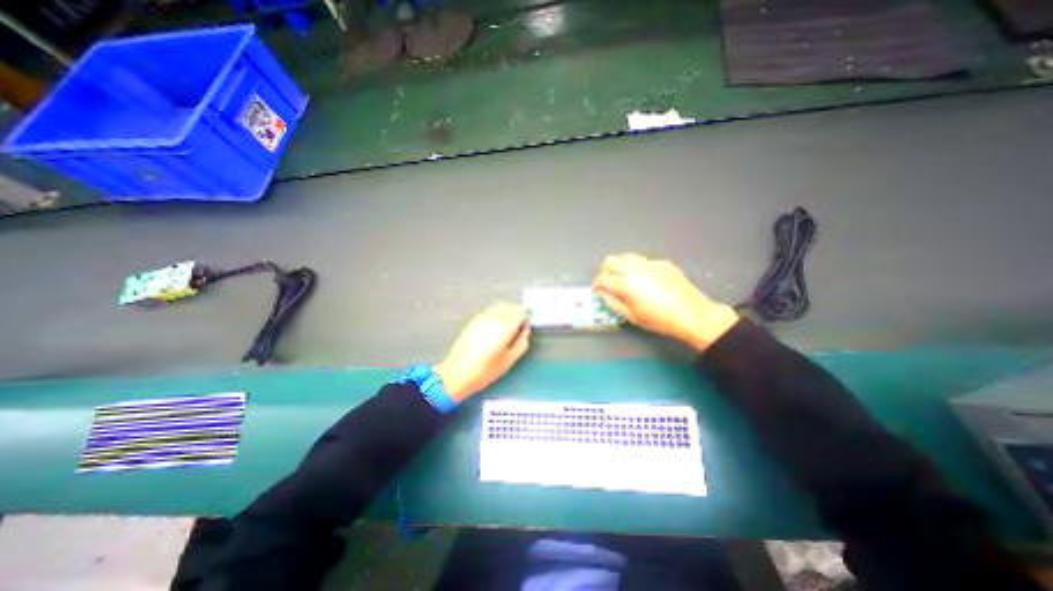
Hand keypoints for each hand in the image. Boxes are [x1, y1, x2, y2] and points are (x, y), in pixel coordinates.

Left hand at [434, 305, 530, 401]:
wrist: (456, 374)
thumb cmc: (485, 371)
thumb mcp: (509, 360)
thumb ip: (521, 343)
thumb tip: (525, 331)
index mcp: (504, 327)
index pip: (520, 312)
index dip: (525, 320)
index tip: (522, 331)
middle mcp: (493, 318)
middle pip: (510, 306)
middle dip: (516, 315)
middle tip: (516, 330)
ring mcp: (481, 318)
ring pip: (499, 307)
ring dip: (506, 314)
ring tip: (504, 330)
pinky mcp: (472, 321)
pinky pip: (489, 312)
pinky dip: (495, 315)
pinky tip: (492, 330)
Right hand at [592, 251, 739, 352]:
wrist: (692, 314)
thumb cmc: (659, 320)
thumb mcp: (631, 316)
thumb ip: (612, 303)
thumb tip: (602, 293)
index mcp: (626, 284)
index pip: (602, 278)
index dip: (596, 284)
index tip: (597, 289)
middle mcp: (635, 268)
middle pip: (610, 260)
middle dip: (604, 270)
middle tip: (607, 281)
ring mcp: (649, 263)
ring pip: (626, 256)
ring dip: (619, 266)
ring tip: (623, 278)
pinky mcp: (661, 262)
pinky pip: (642, 260)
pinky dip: (636, 267)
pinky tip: (643, 279)